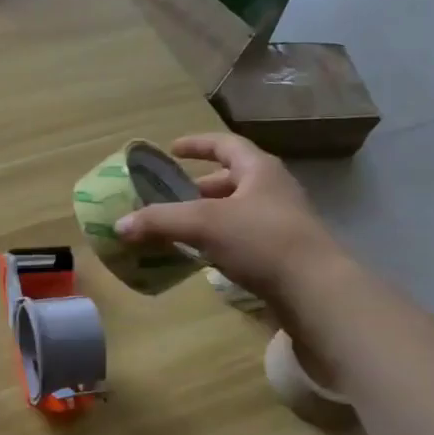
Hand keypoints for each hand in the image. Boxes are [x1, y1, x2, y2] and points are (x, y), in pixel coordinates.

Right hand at [112, 133, 338, 311]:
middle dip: (200, 187)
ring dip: (209, 216)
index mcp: (259, 169)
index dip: (198, 144)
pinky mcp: (283, 253)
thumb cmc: (261, 240)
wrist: (314, 289)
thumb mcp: (203, 223)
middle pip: (232, 179)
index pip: (226, 145)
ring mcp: (282, 222)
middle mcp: (273, 190)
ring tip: (180, 228)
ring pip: (237, 210)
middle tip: (172, 197)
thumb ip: (160, 220)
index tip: (172, 150)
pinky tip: (202, 256)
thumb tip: (119, 225)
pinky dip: (220, 240)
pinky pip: (244, 237)